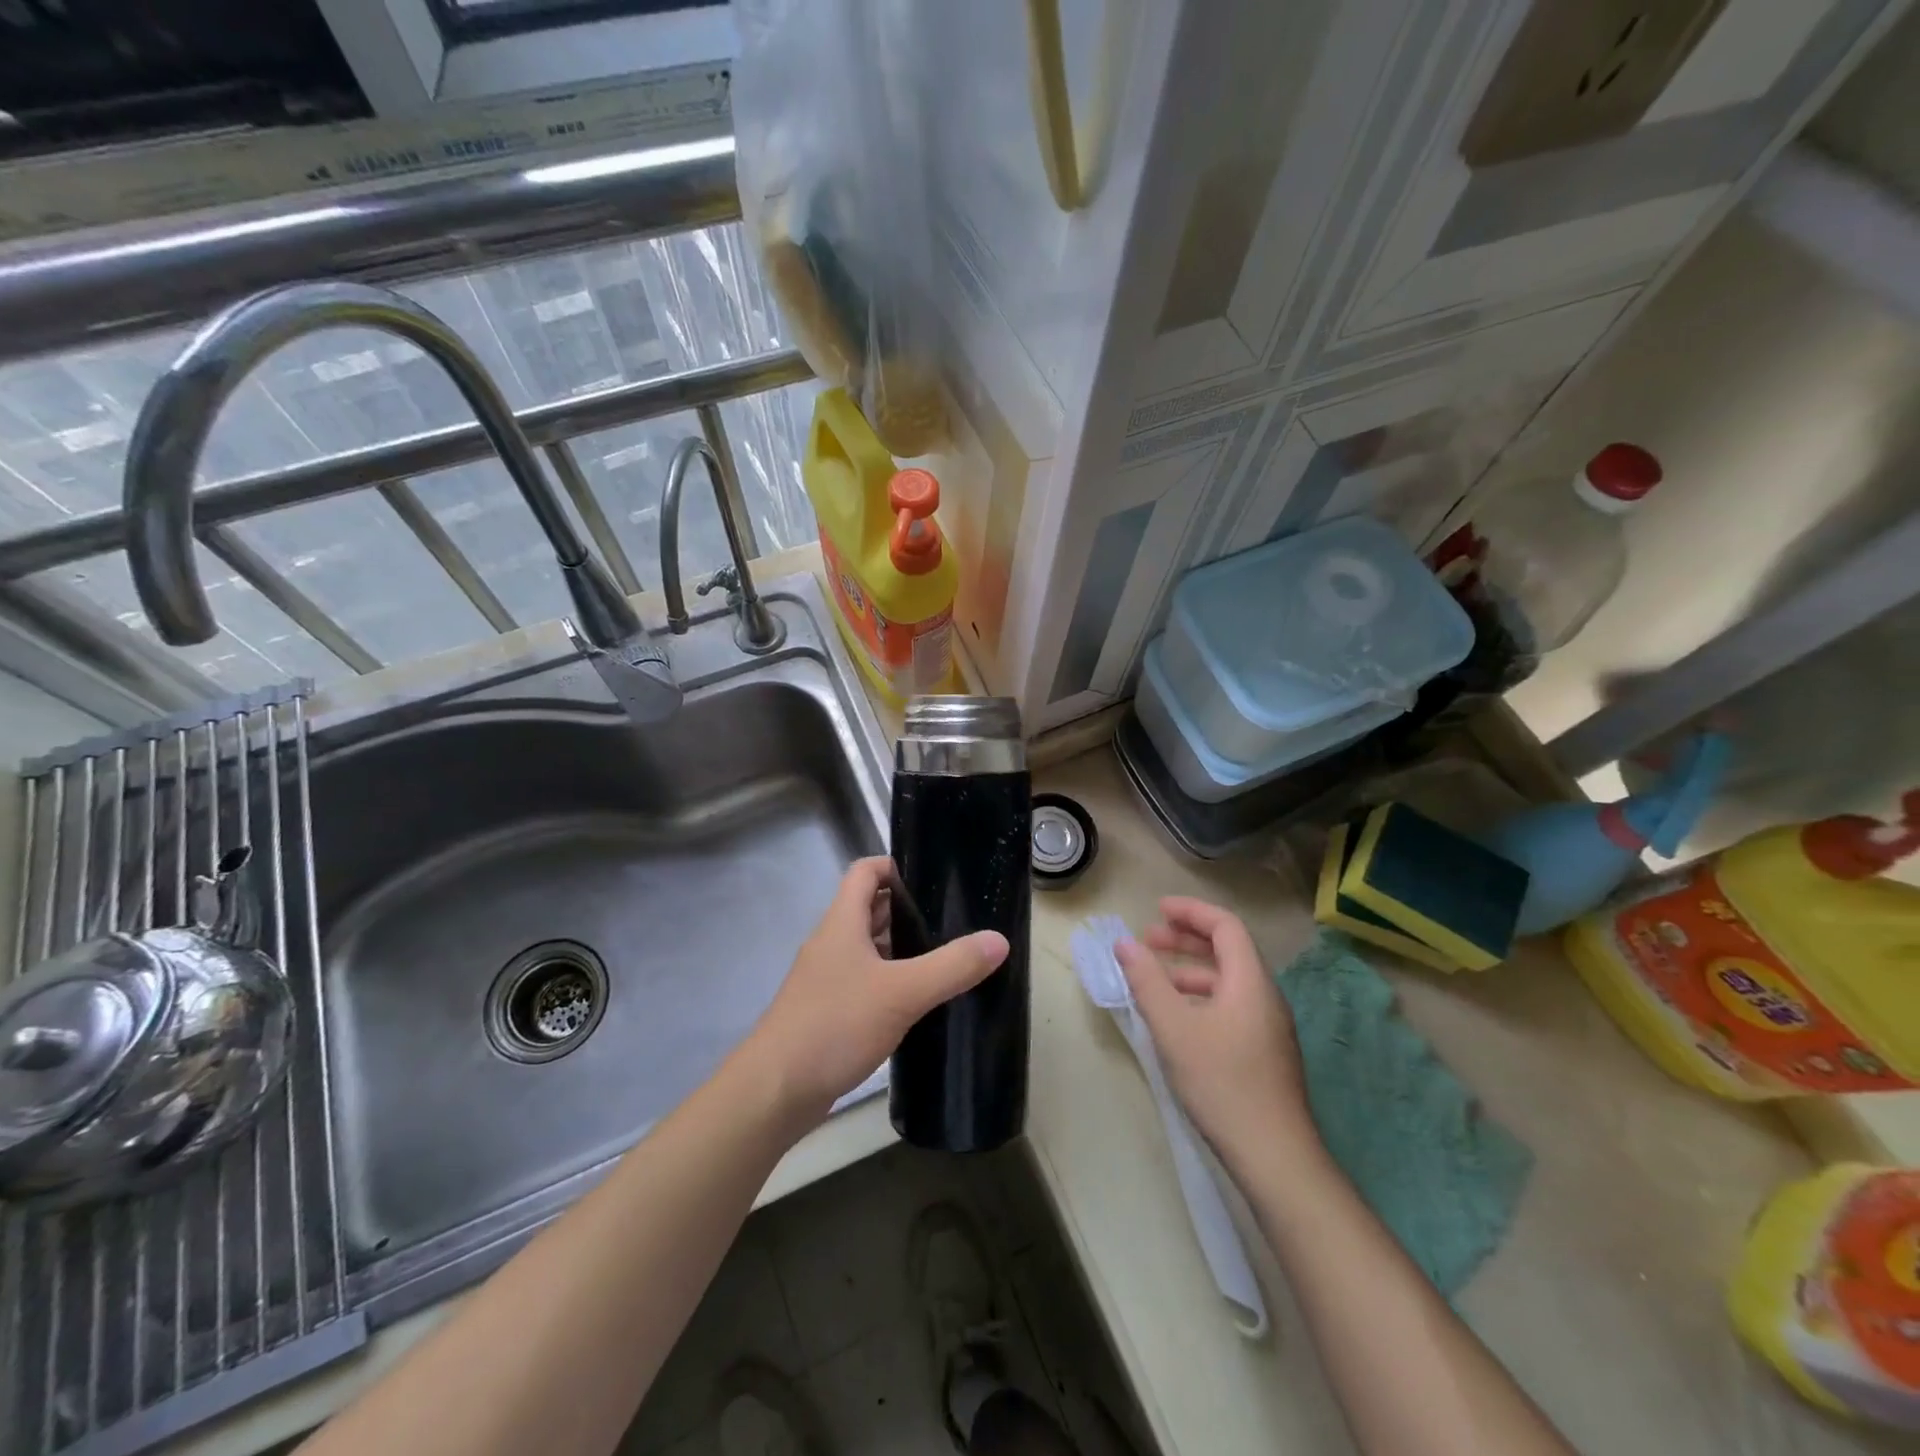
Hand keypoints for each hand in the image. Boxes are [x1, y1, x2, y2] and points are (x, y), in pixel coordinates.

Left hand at [746, 856, 1008, 1125]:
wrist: (775, 1091)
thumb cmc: (834, 1025)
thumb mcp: (902, 992)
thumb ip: (951, 966)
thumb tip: (999, 940)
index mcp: (841, 923)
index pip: (865, 872)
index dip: (895, 866)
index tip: (932, 877)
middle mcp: (832, 944)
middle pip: (869, 909)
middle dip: (908, 910)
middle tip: (953, 919)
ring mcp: (827, 979)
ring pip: (869, 948)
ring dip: (902, 948)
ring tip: (946, 957)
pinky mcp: (828, 1012)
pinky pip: (865, 982)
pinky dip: (891, 982)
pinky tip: (919, 1001)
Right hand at [1116, 897, 1317, 1164]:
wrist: (1275, 1157)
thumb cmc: (1222, 1083)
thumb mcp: (1174, 1028)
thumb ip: (1147, 981)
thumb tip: (1124, 943)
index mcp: (1250, 981)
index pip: (1225, 926)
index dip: (1191, 911)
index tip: (1156, 909)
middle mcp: (1265, 996)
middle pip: (1228, 950)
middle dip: (1186, 939)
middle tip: (1148, 939)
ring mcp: (1269, 1027)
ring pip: (1228, 981)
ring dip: (1190, 970)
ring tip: (1154, 979)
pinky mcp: (1265, 1053)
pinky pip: (1230, 1005)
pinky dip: (1200, 997)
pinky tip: (1177, 1020)